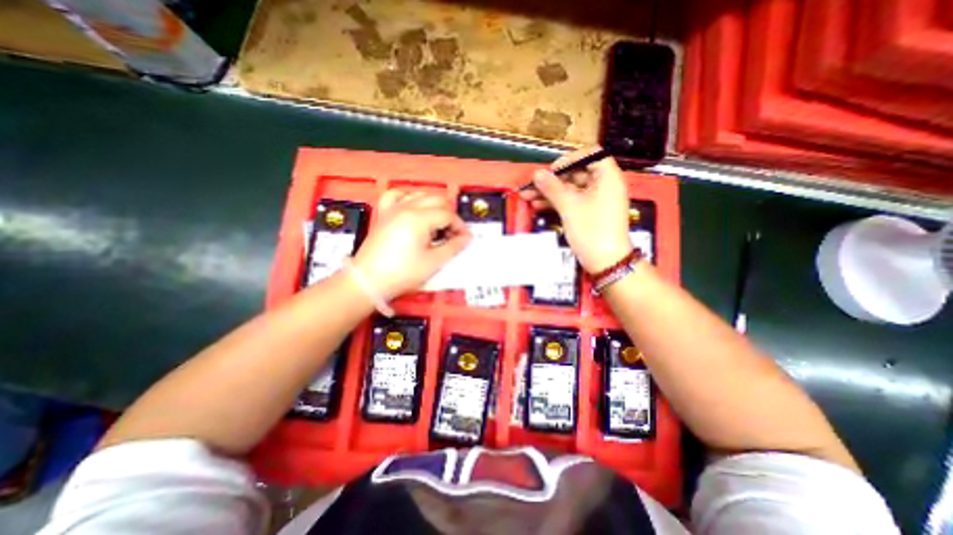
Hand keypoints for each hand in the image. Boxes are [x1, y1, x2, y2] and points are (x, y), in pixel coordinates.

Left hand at [350, 190, 470, 298]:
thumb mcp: (433, 262)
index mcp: (419, 219)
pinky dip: (409, 197)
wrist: (369, 281)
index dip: (459, 226)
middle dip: (449, 215)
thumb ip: (453, 247)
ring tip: (437, 224)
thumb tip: (465, 238)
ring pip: (420, 195)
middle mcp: (406, 208)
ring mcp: (393, 209)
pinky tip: (414, 207)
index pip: (447, 215)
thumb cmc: (402, 273)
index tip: (464, 239)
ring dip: (433, 206)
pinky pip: (396, 195)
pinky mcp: (384, 214)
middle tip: (452, 233)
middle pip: (436, 200)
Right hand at [520, 147, 629, 272]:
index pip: (590, 155)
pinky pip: (572, 201)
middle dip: (553, 179)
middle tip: (533, 185)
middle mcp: (604, 185)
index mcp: (607, 177)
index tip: (552, 170)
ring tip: (528, 196)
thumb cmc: (591, 230)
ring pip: (571, 189)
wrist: (606, 262)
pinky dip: (557, 202)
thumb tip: (537, 174)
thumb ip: (552, 187)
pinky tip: (538, 205)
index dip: (569, 159)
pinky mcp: (590, 213)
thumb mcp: (569, 206)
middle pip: (576, 173)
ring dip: (550, 192)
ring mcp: (596, 200)